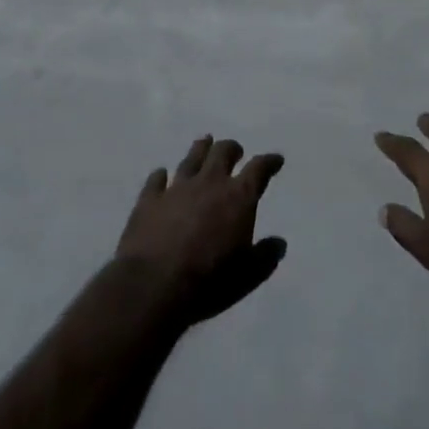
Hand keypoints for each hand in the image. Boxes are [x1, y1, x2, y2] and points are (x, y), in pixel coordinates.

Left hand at [116, 136, 286, 325]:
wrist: (153, 286)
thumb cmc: (208, 282)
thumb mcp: (247, 276)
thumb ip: (265, 257)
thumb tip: (279, 243)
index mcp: (238, 196)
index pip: (259, 169)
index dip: (269, 162)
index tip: (276, 160)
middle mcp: (209, 182)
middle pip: (223, 152)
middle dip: (232, 149)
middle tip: (236, 151)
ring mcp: (177, 187)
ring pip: (192, 158)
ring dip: (200, 149)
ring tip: (205, 143)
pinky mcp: (149, 200)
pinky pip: (156, 179)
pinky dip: (161, 176)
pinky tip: (161, 175)